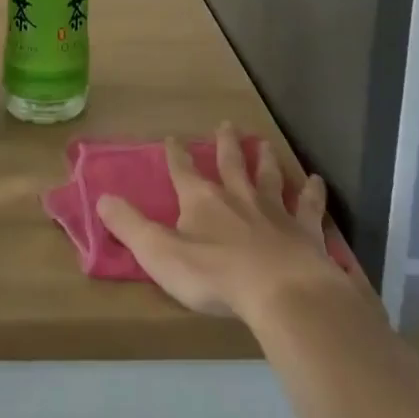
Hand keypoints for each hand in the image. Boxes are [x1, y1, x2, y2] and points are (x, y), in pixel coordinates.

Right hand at [96, 125, 352, 319]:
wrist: (281, 292)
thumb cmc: (215, 275)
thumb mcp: (160, 253)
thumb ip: (130, 226)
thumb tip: (101, 198)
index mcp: (202, 201)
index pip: (183, 171)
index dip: (175, 155)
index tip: (172, 138)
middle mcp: (238, 197)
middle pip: (231, 163)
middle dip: (225, 145)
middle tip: (226, 125)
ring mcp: (274, 212)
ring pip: (268, 177)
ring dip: (266, 159)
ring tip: (265, 143)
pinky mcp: (305, 232)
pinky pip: (308, 207)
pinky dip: (311, 193)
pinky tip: (316, 181)